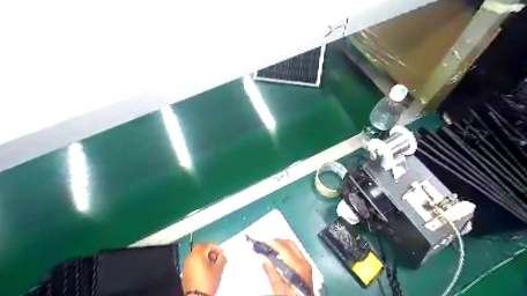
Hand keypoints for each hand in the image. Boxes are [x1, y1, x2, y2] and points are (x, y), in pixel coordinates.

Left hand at [184, 244, 225, 294]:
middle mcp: (190, 257)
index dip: (217, 248)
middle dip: (210, 251)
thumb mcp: (219, 269)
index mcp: (198, 253)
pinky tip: (205, 270)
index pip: (208, 245)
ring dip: (205, 257)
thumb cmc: (208, 281)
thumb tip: (221, 255)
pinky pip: (193, 262)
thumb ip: (222, 258)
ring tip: (212, 264)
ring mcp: (187, 265)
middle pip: (201, 248)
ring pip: (197, 255)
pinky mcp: (185, 272)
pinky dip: (199, 263)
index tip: (222, 254)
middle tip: (216, 257)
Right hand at [260, 240, 308, 293]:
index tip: (261, 243)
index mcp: (298, 267)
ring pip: (293, 247)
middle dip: (276, 242)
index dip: (272, 243)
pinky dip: (286, 251)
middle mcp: (304, 263)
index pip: (284, 247)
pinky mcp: (306, 269)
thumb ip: (272, 273)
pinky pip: (296, 254)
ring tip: (269, 249)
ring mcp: (306, 266)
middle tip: (264, 245)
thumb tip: (264, 258)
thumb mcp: (278, 290)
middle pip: (289, 244)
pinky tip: (278, 256)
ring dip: (281, 245)